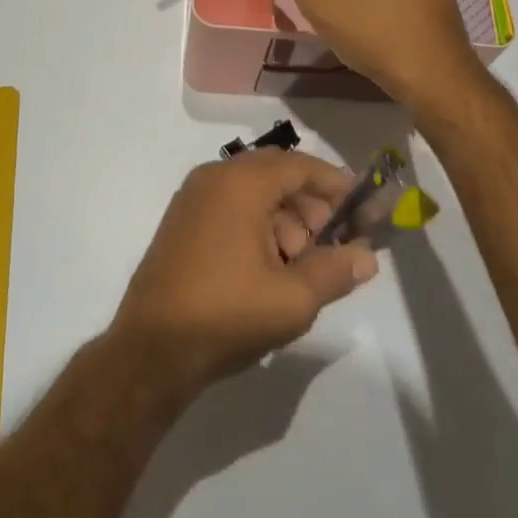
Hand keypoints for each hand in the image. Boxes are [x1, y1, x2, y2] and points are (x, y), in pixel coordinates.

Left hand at [110, 151, 376, 392]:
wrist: (150, 351)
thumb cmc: (226, 315)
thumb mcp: (291, 300)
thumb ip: (334, 272)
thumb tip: (367, 257)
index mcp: (241, 182)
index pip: (299, 166)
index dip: (333, 182)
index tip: (361, 202)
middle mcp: (216, 176)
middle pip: (276, 175)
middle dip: (309, 205)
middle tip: (331, 242)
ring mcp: (194, 197)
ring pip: (253, 191)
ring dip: (284, 219)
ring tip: (299, 266)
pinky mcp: (183, 220)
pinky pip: (231, 205)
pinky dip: (257, 224)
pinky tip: (268, 267)